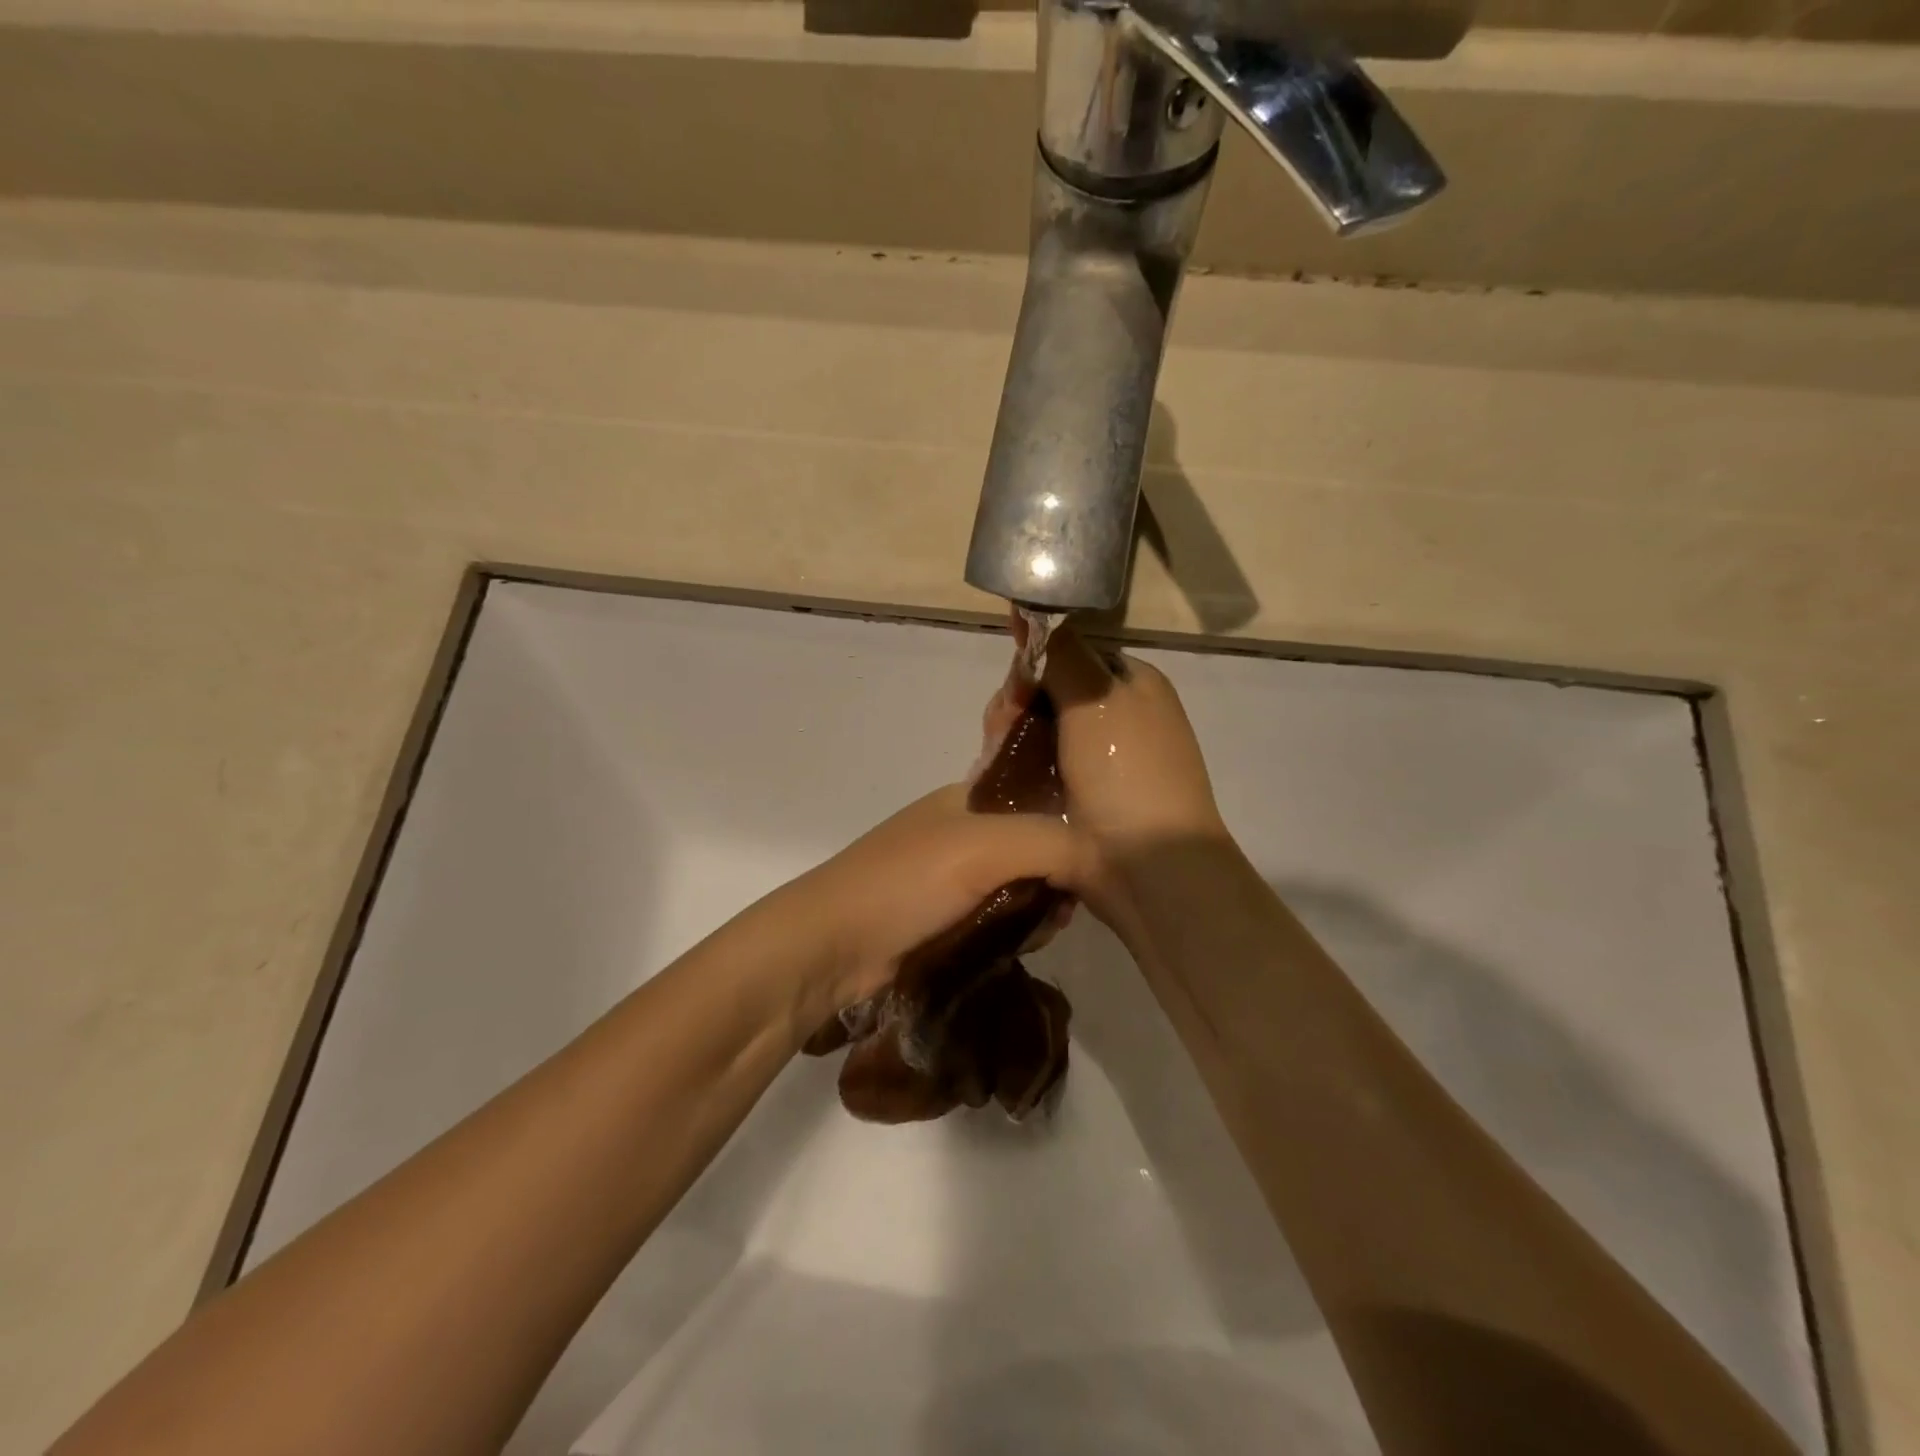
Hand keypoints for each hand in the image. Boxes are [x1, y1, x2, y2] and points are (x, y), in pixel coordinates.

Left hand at [775, 784, 1093, 1029]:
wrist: (830, 946)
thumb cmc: (904, 883)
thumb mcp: (983, 847)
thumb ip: (1052, 843)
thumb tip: (1110, 862)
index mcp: (969, 798)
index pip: (1041, 796)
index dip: (1075, 821)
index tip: (1102, 857)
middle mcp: (964, 831)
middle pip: (1037, 845)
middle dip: (1060, 874)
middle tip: (1068, 905)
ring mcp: (952, 878)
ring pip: (1022, 885)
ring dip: (1040, 907)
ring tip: (1043, 929)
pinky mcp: (946, 919)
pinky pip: (1001, 918)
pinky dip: (1019, 929)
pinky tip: (1025, 944)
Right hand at [981, 616, 1227, 918]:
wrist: (1144, 864)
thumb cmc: (1126, 770)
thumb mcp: (1096, 695)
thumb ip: (1061, 649)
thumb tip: (1033, 606)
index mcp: (1133, 683)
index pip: (1071, 653)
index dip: (1035, 662)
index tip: (1013, 685)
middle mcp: (1119, 716)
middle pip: (1048, 692)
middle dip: (1017, 704)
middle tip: (1000, 727)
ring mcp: (1100, 760)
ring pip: (1037, 731)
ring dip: (1010, 737)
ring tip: (995, 756)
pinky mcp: (1079, 797)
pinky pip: (1036, 767)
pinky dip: (1015, 768)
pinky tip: (998, 776)